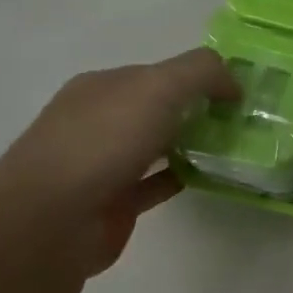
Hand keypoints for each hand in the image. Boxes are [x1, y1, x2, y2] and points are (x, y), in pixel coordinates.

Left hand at [0, 48, 238, 280]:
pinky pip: (154, 184)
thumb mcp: (159, 86)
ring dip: (189, 144)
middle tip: (240, 120)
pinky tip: (207, 177)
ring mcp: (101, 164)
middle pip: (155, 108)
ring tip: (232, 147)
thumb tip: (233, 83)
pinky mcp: (111, 203)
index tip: (235, 92)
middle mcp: (97, 121)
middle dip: (194, 110)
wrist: (52, 220)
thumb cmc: (103, 141)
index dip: (196, 78)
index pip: (156, 72)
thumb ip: (201, 72)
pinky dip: (180, 177)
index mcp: (101, 86)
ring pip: (155, 146)